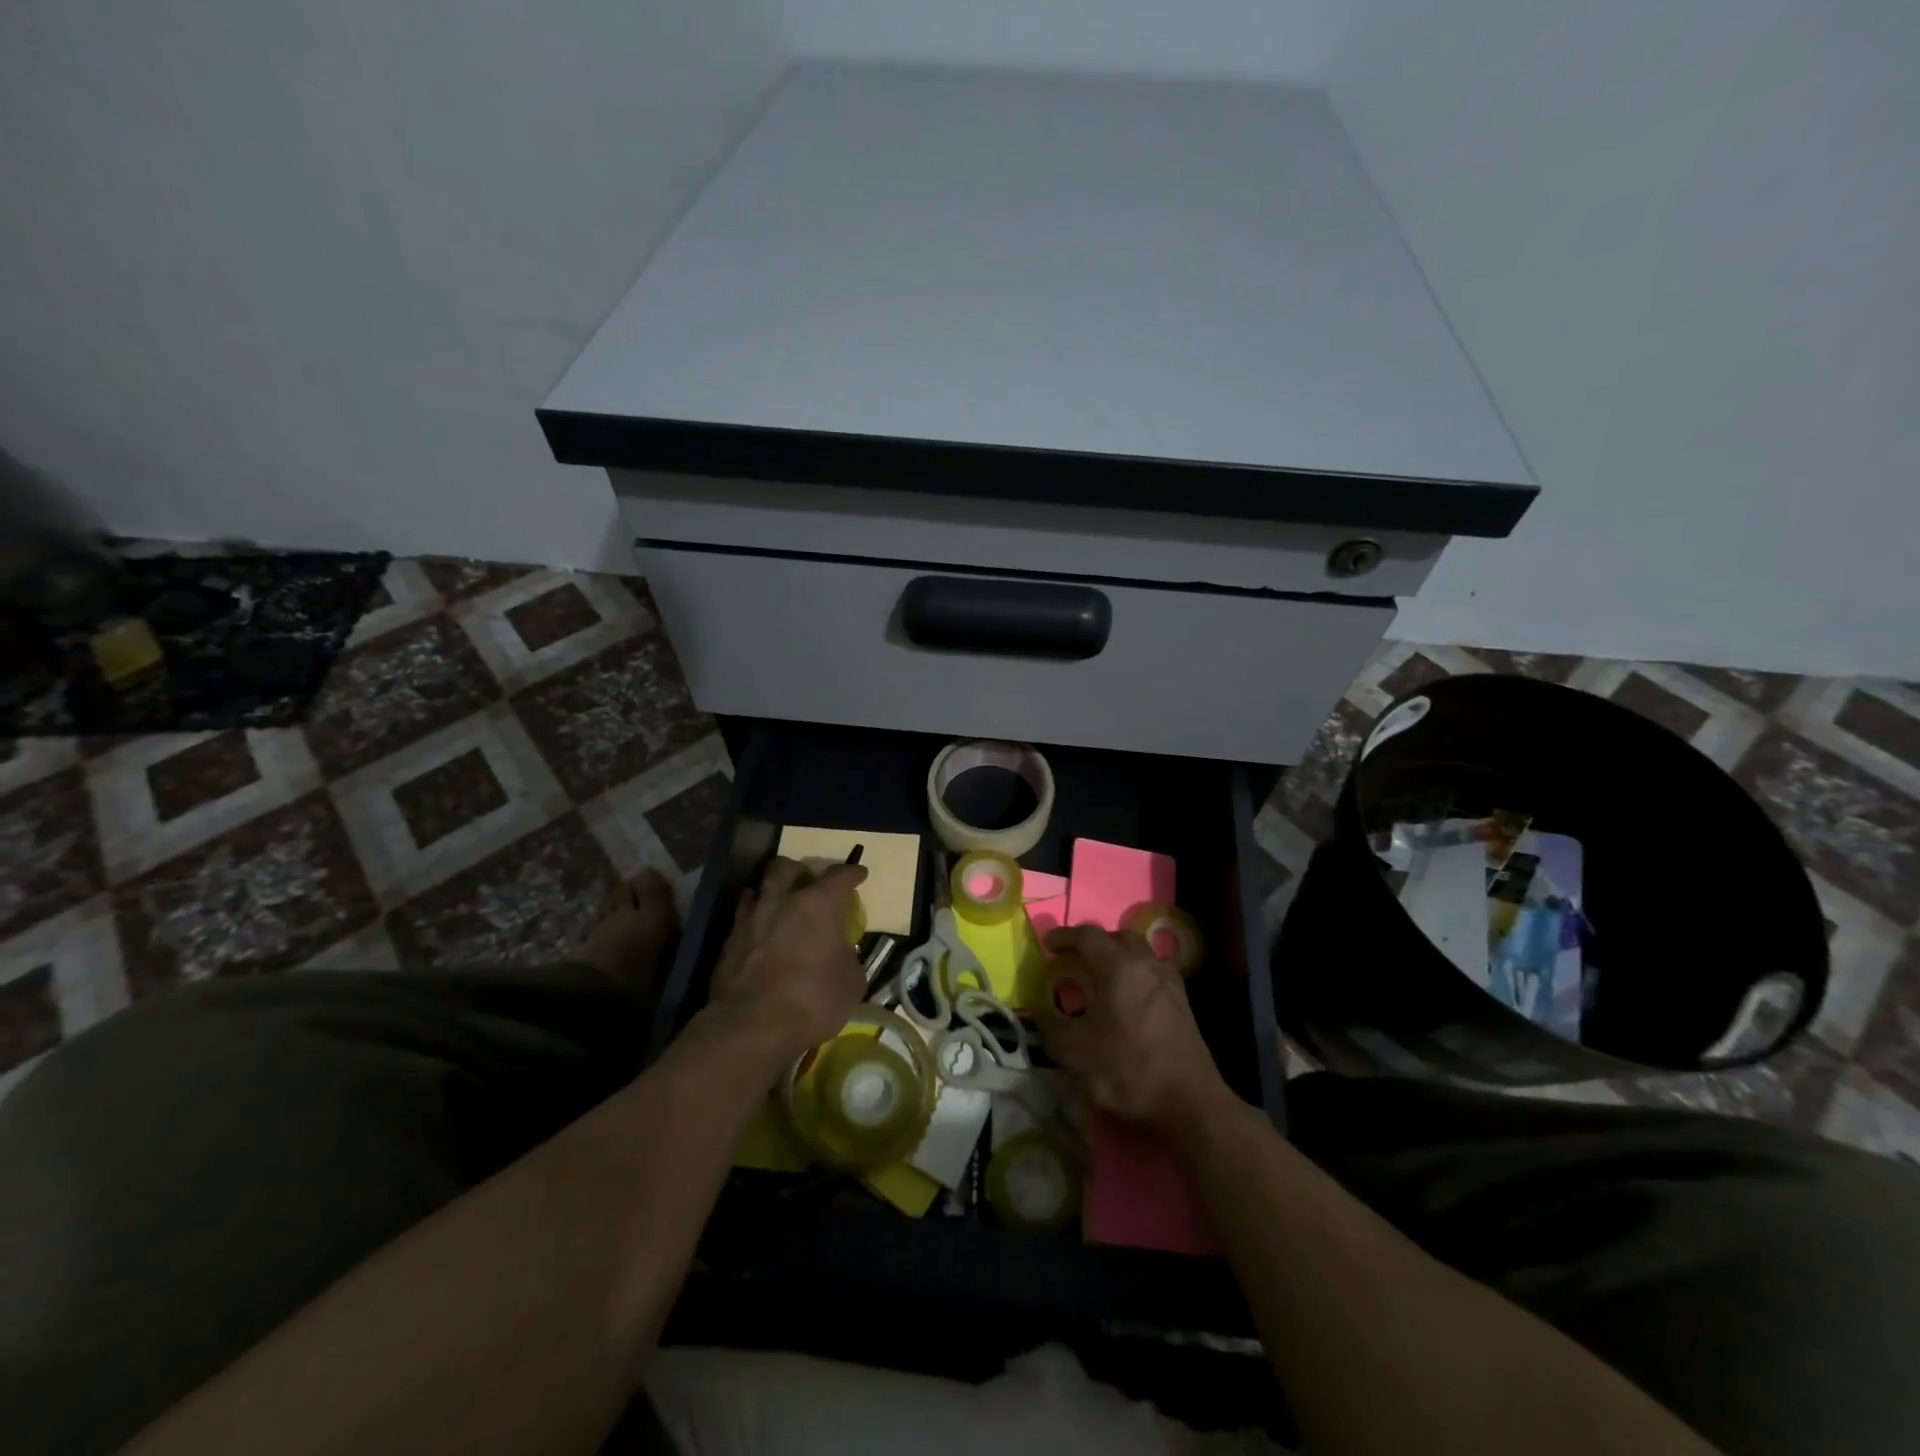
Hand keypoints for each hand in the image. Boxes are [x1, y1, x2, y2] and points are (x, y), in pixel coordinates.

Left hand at [709, 856, 868, 1068]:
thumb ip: (848, 958)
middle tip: (808, 884)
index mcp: (819, 904)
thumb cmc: (813, 999)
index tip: (859, 874)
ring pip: (758, 889)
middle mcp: (782, 901)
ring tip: (779, 907)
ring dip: (770, 894)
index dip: (852, 873)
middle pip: (786, 868)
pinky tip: (760, 936)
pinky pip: (742, 919)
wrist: (752, 1026)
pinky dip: (754, 922)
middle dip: (798, 871)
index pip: (839, 876)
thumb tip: (841, 955)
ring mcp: (751, 920)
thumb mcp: (851, 983)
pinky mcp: (728, 943)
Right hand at [1037, 924, 1230, 1134]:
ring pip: (1142, 953)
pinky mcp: (1184, 1004)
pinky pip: (1155, 973)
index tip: (1047, 944)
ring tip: (1103, 976)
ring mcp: (1170, 983)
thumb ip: (1051, 1026)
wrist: (1189, 1103)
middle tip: (1076, 957)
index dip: (1064, 936)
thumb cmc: (1128, 1069)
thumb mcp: (1075, 1052)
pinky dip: (1138, 975)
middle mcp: (1146, 964)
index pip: (1087, 936)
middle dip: (1095, 942)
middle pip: (1119, 937)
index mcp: (1118, 966)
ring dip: (1119, 956)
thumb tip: (1042, 1012)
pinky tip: (1130, 998)